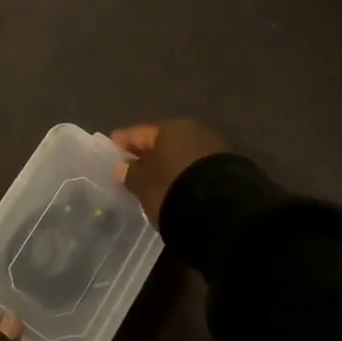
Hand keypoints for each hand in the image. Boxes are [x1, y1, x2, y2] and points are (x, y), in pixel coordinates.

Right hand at [110, 119, 228, 226]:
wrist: (225, 212)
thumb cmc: (173, 189)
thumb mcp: (144, 184)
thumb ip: (130, 173)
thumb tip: (120, 166)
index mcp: (169, 128)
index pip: (139, 133)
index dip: (123, 141)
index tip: (111, 149)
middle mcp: (193, 131)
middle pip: (163, 142)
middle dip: (148, 153)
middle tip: (133, 167)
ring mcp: (215, 149)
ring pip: (182, 154)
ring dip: (169, 165)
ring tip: (157, 181)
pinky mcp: (230, 169)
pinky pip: (197, 168)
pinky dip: (186, 175)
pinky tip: (180, 188)